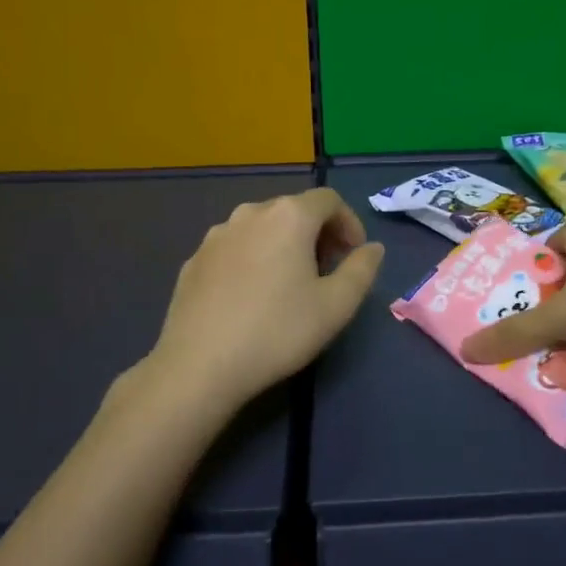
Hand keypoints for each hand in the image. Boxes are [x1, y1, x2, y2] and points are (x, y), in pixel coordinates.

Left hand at [151, 188, 384, 409]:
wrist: (199, 365)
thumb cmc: (278, 331)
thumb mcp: (336, 305)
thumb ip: (362, 269)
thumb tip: (371, 248)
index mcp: (288, 216)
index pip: (329, 200)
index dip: (349, 223)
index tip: (354, 255)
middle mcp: (250, 214)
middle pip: (294, 210)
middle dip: (318, 234)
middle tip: (328, 271)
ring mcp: (216, 235)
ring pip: (261, 228)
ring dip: (284, 245)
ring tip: (290, 283)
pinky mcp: (194, 260)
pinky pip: (235, 248)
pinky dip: (253, 259)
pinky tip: (252, 297)